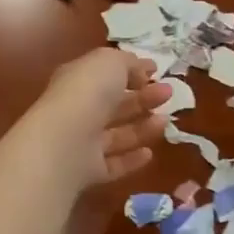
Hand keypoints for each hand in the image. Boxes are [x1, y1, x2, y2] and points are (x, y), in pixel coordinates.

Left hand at [11, 49, 169, 187]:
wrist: (64, 142)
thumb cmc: (88, 92)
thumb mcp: (110, 62)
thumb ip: (128, 63)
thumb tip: (141, 70)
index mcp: (77, 79)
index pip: (105, 73)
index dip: (130, 70)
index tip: (156, 71)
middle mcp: (77, 110)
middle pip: (113, 104)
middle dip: (142, 97)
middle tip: (168, 93)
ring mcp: (82, 142)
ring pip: (116, 134)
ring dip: (142, 127)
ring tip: (166, 120)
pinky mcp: (88, 171)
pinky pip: (113, 164)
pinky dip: (131, 159)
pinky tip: (150, 153)